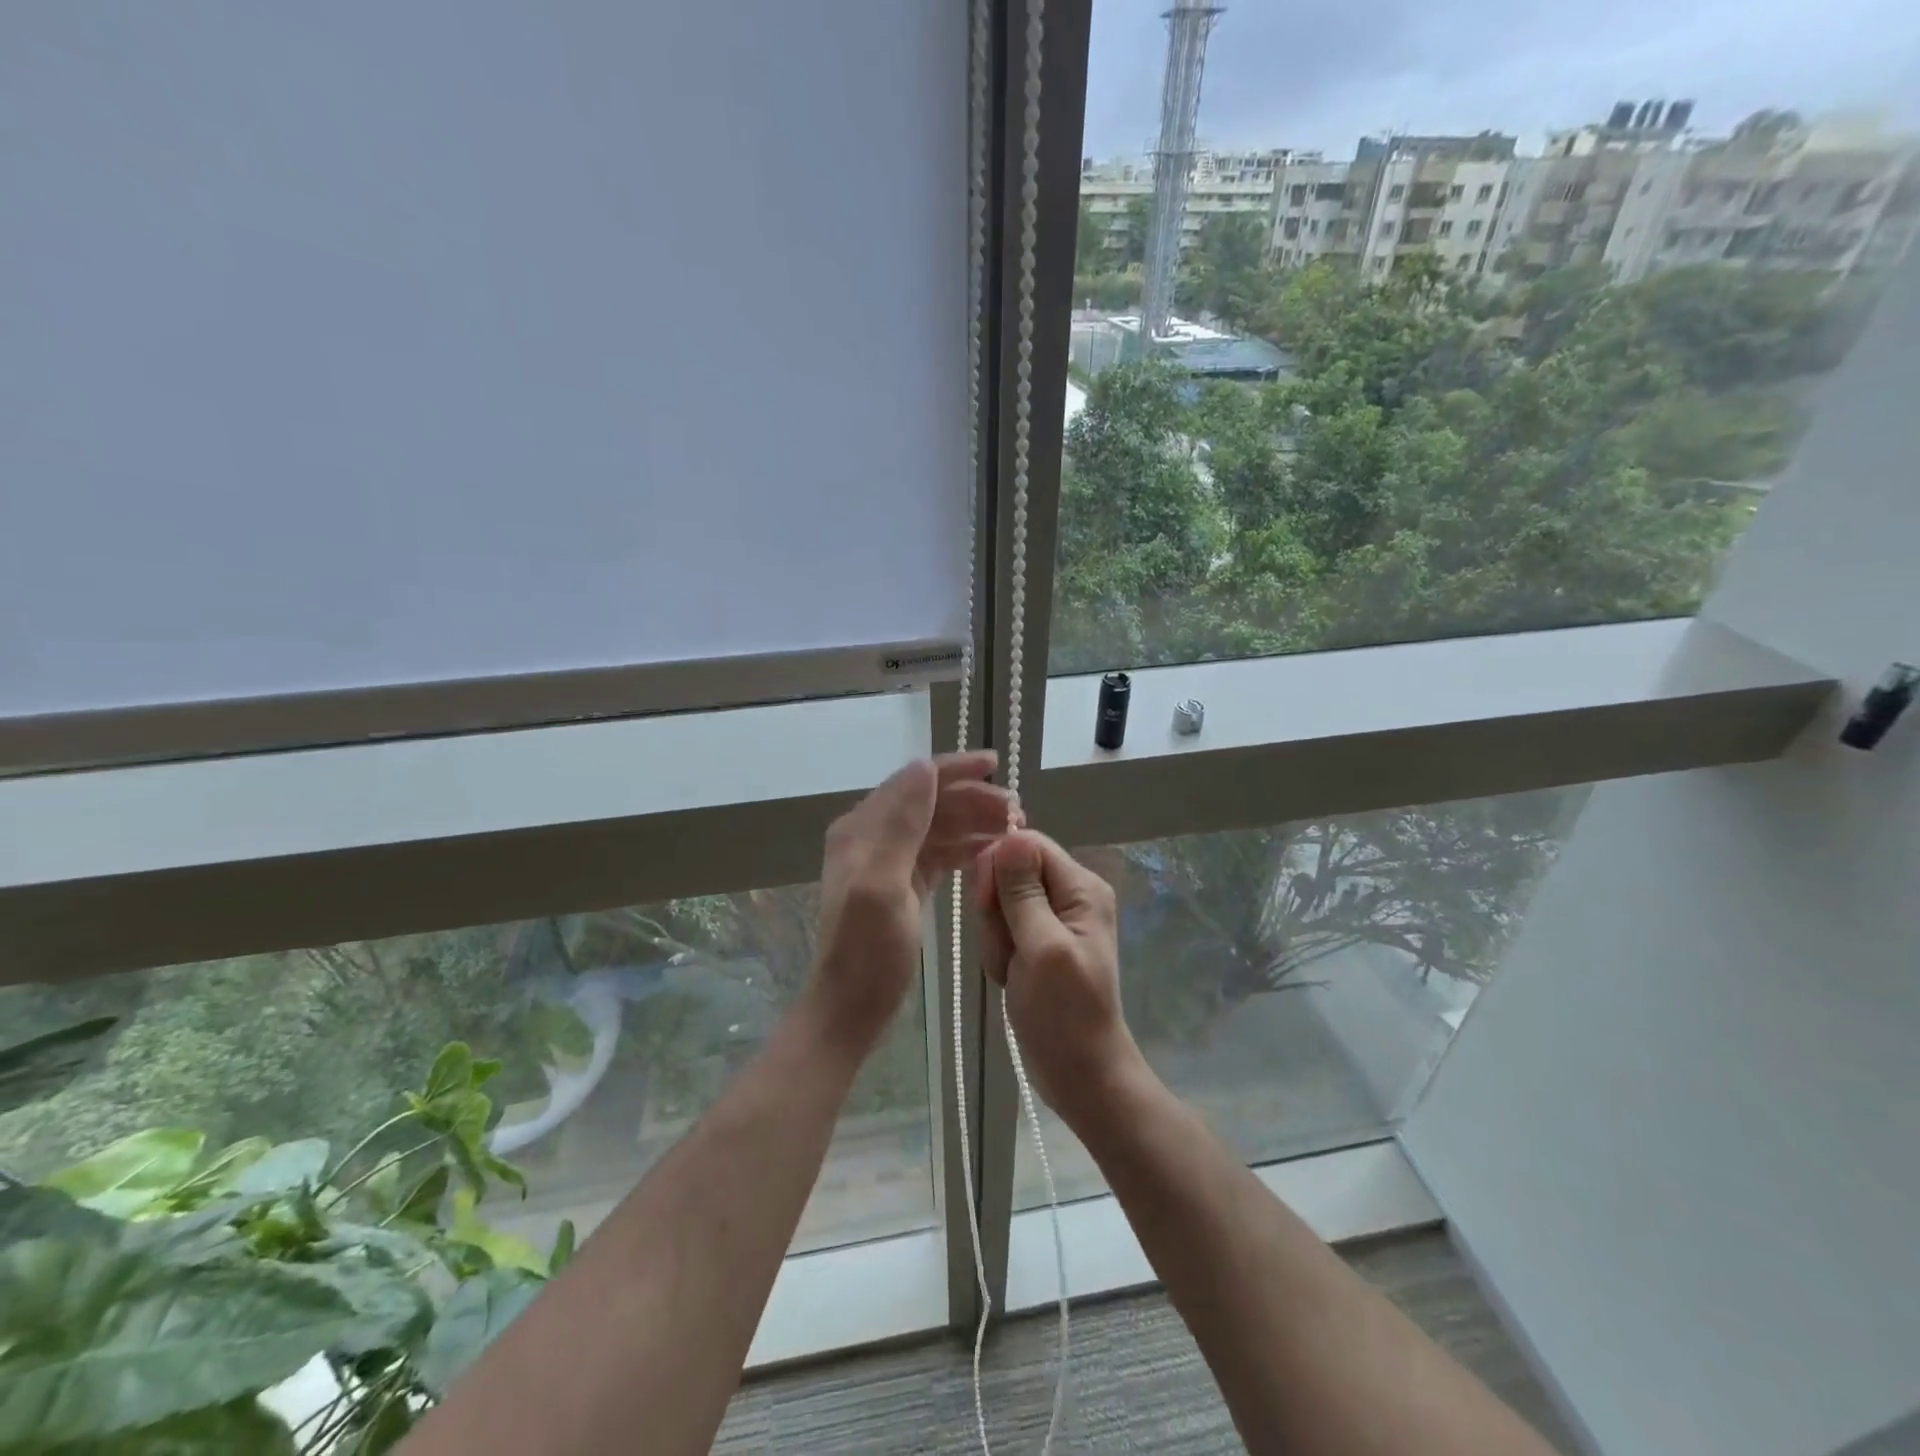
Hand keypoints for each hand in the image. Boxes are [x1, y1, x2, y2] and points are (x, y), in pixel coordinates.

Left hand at [810, 752, 1011, 1054]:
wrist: (852, 1007)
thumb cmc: (868, 950)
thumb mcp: (882, 884)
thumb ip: (901, 824)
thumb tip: (925, 767)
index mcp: (862, 828)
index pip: (913, 782)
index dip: (954, 769)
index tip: (996, 764)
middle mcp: (872, 836)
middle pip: (929, 802)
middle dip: (972, 799)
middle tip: (1017, 812)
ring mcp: (888, 861)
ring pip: (938, 827)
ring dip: (974, 822)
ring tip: (1014, 829)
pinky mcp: (903, 885)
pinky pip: (939, 854)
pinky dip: (965, 848)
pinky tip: (992, 852)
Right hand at [975, 829, 1145, 1131]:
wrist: (1080, 1073)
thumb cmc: (1065, 1014)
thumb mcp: (1042, 948)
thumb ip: (1023, 893)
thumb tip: (1010, 836)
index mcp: (1081, 887)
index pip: (1028, 844)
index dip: (1000, 866)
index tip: (988, 904)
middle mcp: (1070, 894)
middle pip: (1011, 872)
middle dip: (997, 910)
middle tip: (1009, 949)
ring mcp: (1053, 919)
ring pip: (1001, 902)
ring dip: (996, 937)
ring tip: (1011, 970)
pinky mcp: (1037, 941)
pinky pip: (1003, 928)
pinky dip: (999, 952)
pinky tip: (1010, 978)